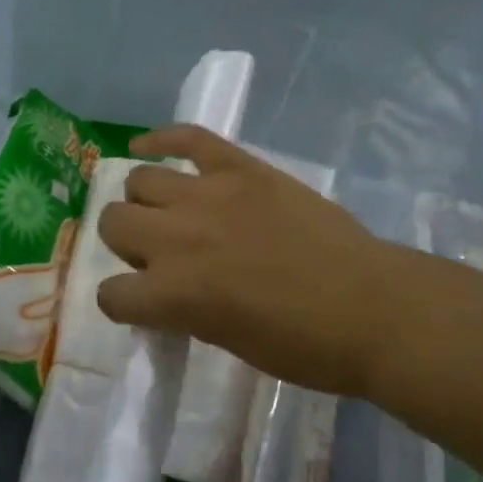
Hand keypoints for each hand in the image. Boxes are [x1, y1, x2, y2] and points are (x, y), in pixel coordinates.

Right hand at [95, 126, 425, 399]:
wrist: (372, 306)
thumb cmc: (306, 345)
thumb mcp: (229, 342)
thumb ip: (185, 310)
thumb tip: (167, 291)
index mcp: (175, 294)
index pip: (111, 295)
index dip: (123, 302)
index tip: (141, 303)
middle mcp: (179, 238)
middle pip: (114, 223)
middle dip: (127, 243)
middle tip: (159, 254)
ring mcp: (209, 194)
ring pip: (141, 180)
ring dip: (145, 201)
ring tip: (170, 211)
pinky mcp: (241, 167)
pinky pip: (188, 137)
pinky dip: (161, 138)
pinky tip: (147, 146)